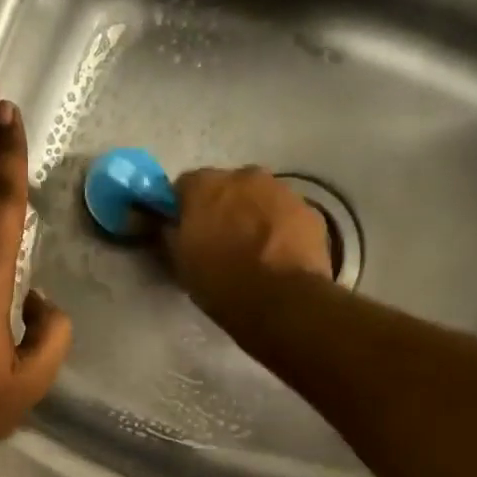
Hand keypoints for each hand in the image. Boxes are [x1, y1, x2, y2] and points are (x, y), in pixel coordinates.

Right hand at [162, 167, 332, 317]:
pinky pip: (285, 214)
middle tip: (219, 240)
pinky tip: (277, 255)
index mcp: (205, 186)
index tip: (183, 230)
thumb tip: (167, 225)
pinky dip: (278, 227)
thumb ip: (170, 235)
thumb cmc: (221, 282)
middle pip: (226, 186)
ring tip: (252, 250)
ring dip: (252, 215)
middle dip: (221, 207)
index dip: (182, 208)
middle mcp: (244, 176)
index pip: (184, 185)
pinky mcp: (309, 210)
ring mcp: (281, 190)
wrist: (282, 301)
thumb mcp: (180, 263)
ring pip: (259, 197)